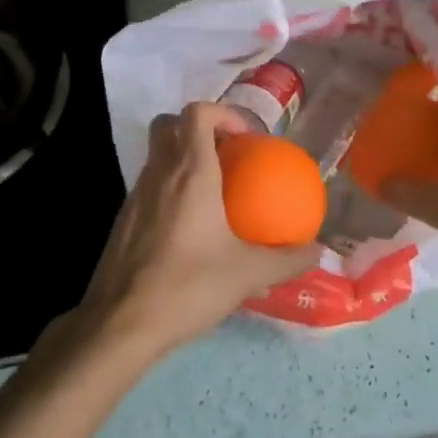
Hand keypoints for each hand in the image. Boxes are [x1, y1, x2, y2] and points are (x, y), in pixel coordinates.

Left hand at [80, 102, 319, 357]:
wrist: (120, 324)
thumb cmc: (187, 286)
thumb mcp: (246, 274)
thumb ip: (286, 260)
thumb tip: (316, 251)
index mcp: (190, 172)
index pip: (198, 113)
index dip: (223, 113)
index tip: (245, 138)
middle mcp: (159, 172)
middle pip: (169, 124)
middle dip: (197, 129)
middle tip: (225, 156)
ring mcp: (135, 195)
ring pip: (157, 155)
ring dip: (182, 160)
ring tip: (212, 193)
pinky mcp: (122, 220)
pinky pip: (149, 186)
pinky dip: (168, 190)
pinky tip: (187, 228)